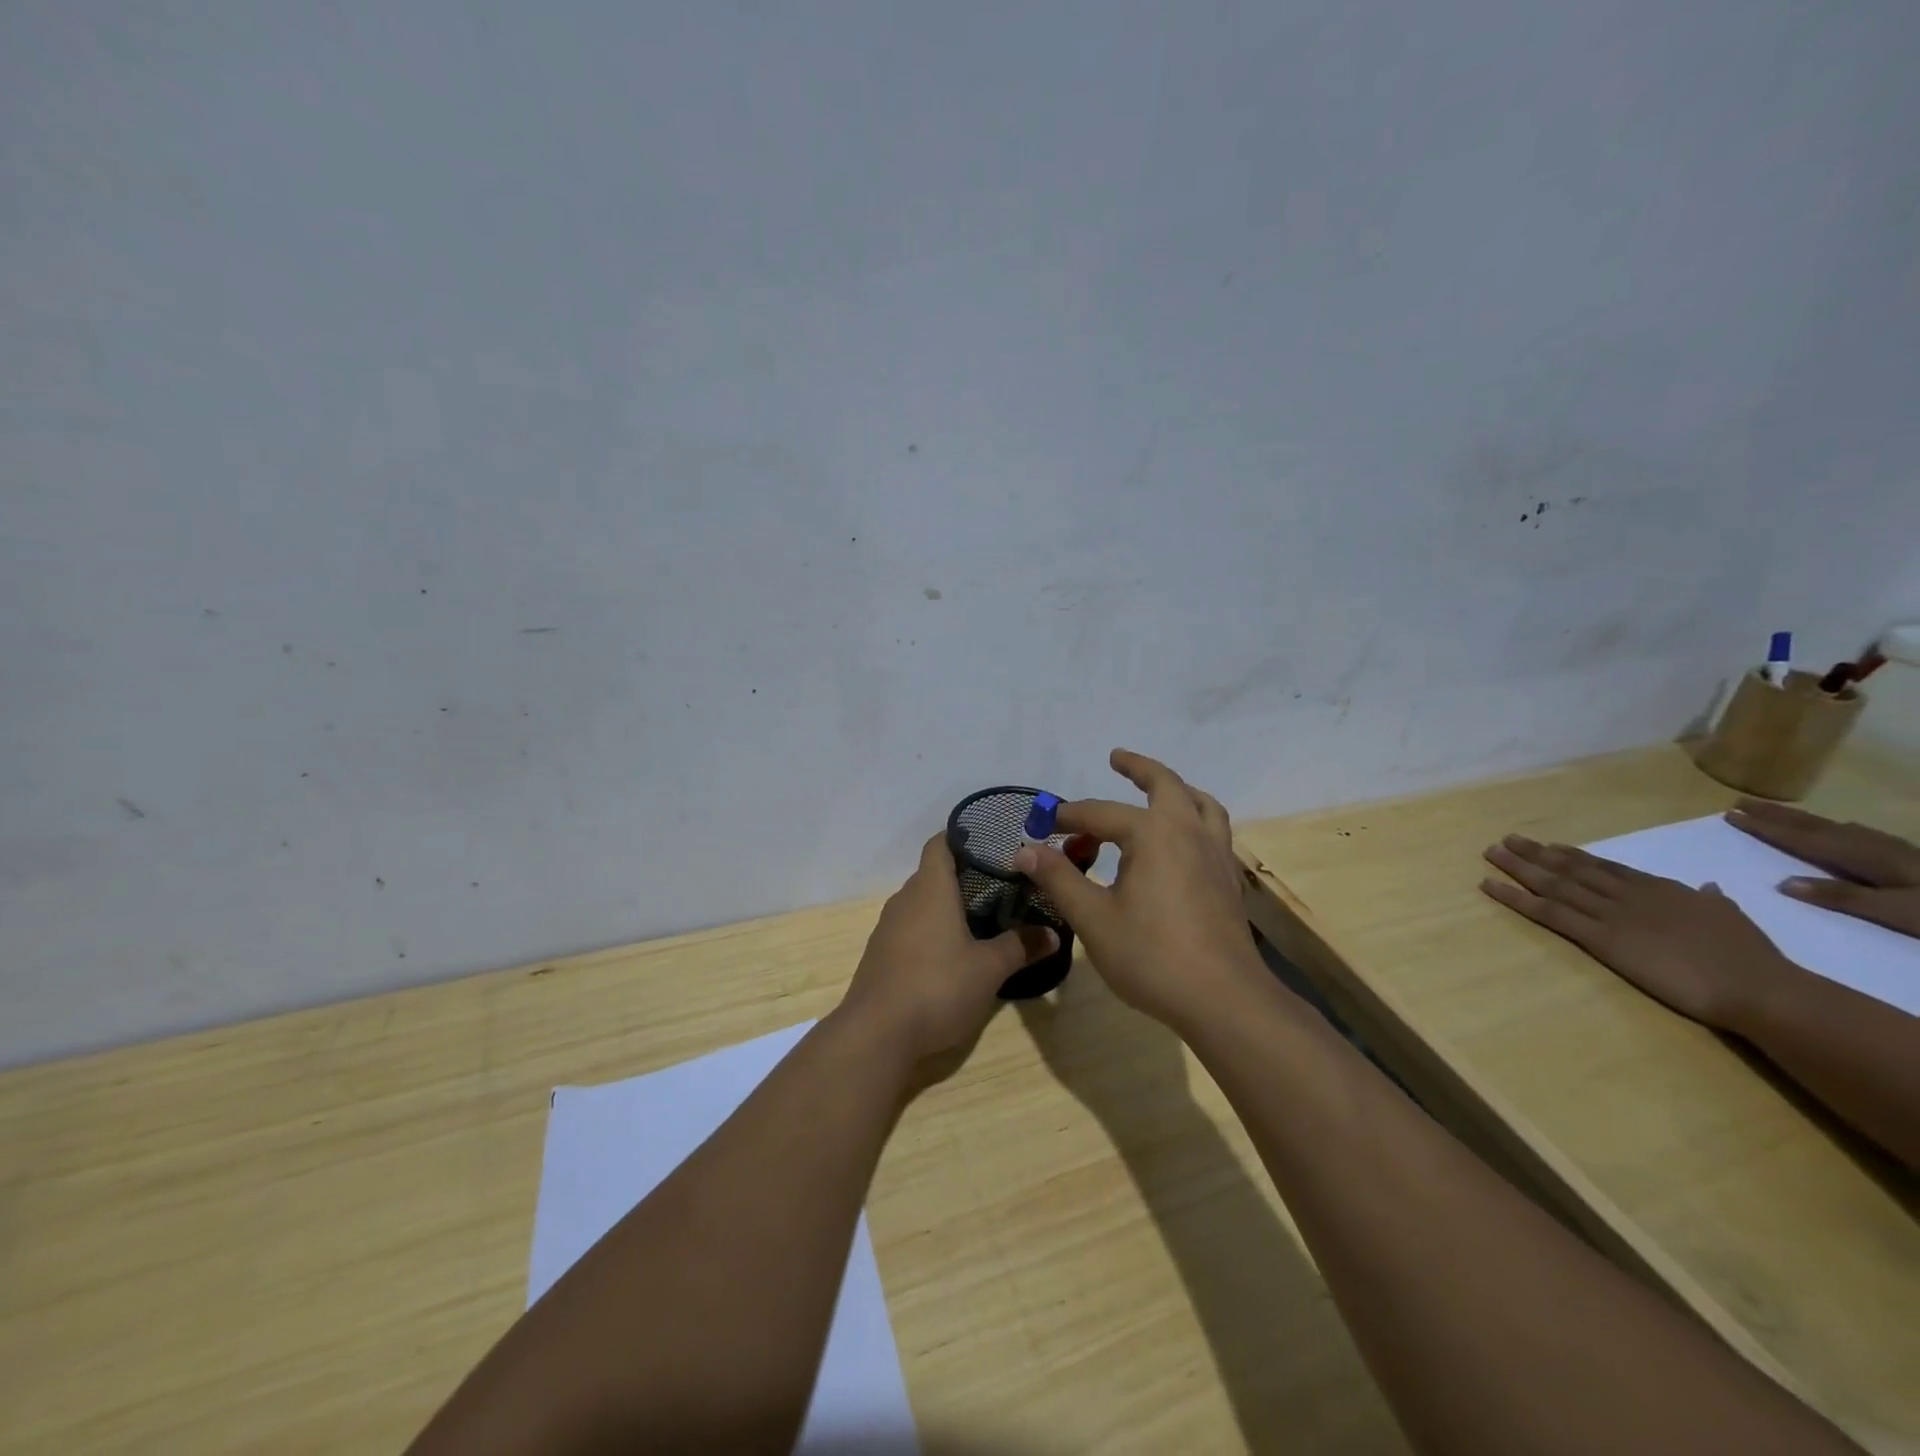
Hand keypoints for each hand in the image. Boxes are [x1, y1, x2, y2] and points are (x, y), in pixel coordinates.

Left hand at [837, 833, 1057, 1070]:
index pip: (941, 843)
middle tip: (1002, 885)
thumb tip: (1053, 934)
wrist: (876, 1034)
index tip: (992, 842)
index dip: (964, 837)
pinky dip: (932, 931)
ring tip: (984, 917)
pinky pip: (911, 929)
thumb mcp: (989, 969)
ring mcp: (888, 928)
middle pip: (933, 873)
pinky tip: (953, 952)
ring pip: (922, 903)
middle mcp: (905, 899)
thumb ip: (1021, 946)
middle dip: (965, 876)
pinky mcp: (881, 955)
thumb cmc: (937, 986)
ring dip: (948, 906)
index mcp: (930, 888)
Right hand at [1012, 749, 1263, 1029]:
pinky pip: (1213, 829)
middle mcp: (1188, 832)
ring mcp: (1215, 854)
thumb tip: (1025, 849)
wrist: (1223, 999)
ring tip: (1157, 789)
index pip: (1100, 813)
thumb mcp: (1093, 918)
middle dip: (1138, 767)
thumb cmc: (1152, 956)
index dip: (1068, 817)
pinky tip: (1182, 840)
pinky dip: (1195, 817)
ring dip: (1176, 788)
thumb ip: (1059, 878)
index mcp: (1153, 834)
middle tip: (1116, 758)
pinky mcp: (1228, 879)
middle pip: (1165, 784)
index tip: (1042, 826)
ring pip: (1200, 803)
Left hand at [1481, 835, 1799, 1029]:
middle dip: (1536, 853)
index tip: (1549, 846)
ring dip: (1518, 867)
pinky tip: (1490, 885)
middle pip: (1571, 868)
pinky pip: (1547, 912)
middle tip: (1506, 840)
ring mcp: (1609, 913)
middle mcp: (1627, 894)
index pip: (1606, 867)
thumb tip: (1710, 887)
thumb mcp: (1731, 917)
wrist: (1755, 985)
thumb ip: (1713, 900)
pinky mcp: (1598, 937)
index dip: (1574, 856)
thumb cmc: (1751, 958)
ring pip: (1552, 883)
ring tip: (1491, 853)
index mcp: (1659, 889)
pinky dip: (1515, 897)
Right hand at [1726, 799, 1919, 937]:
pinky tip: (1842, 830)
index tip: (1730, 814)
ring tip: (1775, 812)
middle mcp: (1878, 849)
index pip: (1805, 839)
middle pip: (1819, 828)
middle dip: (1777, 816)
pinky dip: (1838, 830)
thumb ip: (1844, 898)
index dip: (1767, 827)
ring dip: (1803, 820)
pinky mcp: (1913, 860)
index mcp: (1867, 860)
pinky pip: (1861, 836)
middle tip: (1739, 803)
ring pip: (1839, 829)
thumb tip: (1783, 882)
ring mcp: (1899, 853)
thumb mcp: (1901, 914)